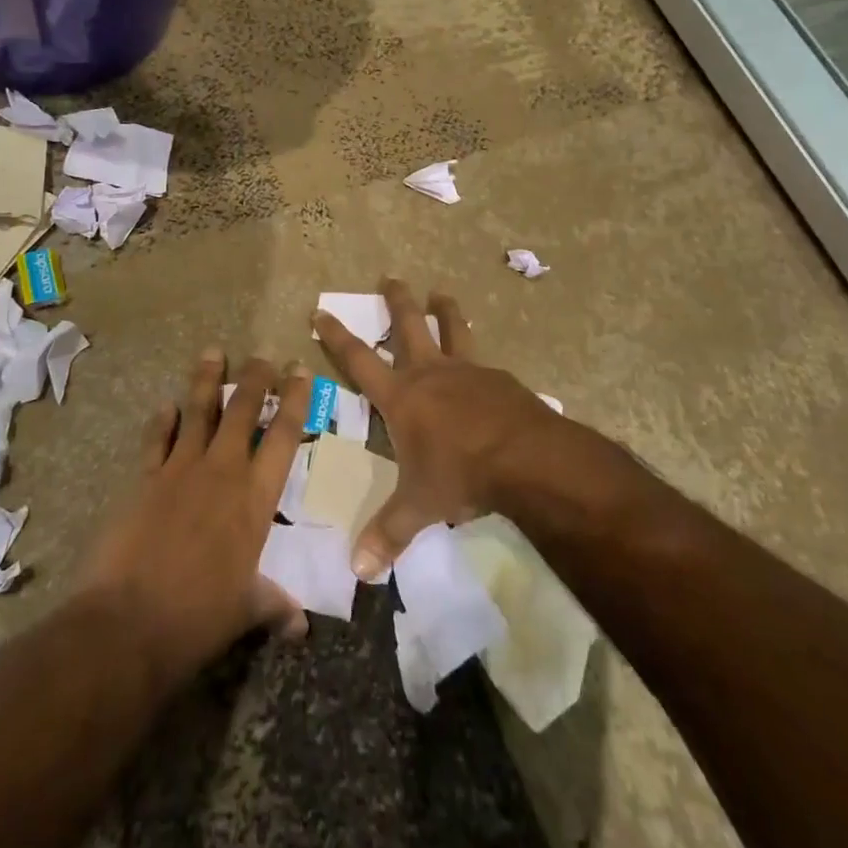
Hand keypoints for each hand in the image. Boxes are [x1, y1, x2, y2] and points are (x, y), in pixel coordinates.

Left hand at [77, 350, 312, 687]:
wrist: (128, 622)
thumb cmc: (198, 617)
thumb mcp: (244, 611)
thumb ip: (274, 606)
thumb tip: (302, 625)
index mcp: (254, 498)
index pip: (282, 437)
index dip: (294, 400)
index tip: (300, 371)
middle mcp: (221, 472)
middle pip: (242, 411)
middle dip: (256, 379)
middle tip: (264, 355)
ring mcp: (180, 470)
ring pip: (198, 412)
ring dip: (207, 381)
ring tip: (213, 352)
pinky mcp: (145, 478)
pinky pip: (157, 439)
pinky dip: (162, 420)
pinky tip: (166, 405)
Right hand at [313, 278, 562, 578]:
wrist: (527, 459)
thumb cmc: (461, 475)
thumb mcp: (420, 505)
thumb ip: (389, 533)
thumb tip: (357, 570)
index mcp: (402, 397)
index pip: (359, 360)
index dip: (337, 337)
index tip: (320, 311)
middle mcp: (431, 373)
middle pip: (408, 326)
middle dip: (396, 301)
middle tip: (390, 277)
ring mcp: (468, 371)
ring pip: (452, 329)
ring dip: (444, 310)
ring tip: (441, 292)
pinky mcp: (500, 379)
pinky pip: (485, 362)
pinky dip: (479, 359)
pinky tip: (488, 369)